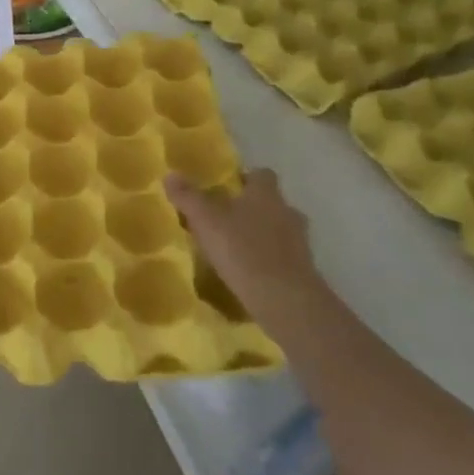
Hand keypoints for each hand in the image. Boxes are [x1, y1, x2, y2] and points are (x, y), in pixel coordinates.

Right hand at [166, 169, 327, 336]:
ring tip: (239, 249)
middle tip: (228, 220)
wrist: (284, 300)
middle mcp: (287, 212)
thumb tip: (170, 174)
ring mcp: (300, 242)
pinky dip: (271, 261)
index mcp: (266, 194)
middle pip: (272, 203)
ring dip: (264, 236)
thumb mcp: (205, 221)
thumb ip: (188, 197)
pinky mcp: (304, 270)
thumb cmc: (243, 250)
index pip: (262, 175)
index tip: (228, 189)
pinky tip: (252, 273)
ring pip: (280, 230)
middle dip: (253, 209)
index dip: (247, 179)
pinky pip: (284, 257)